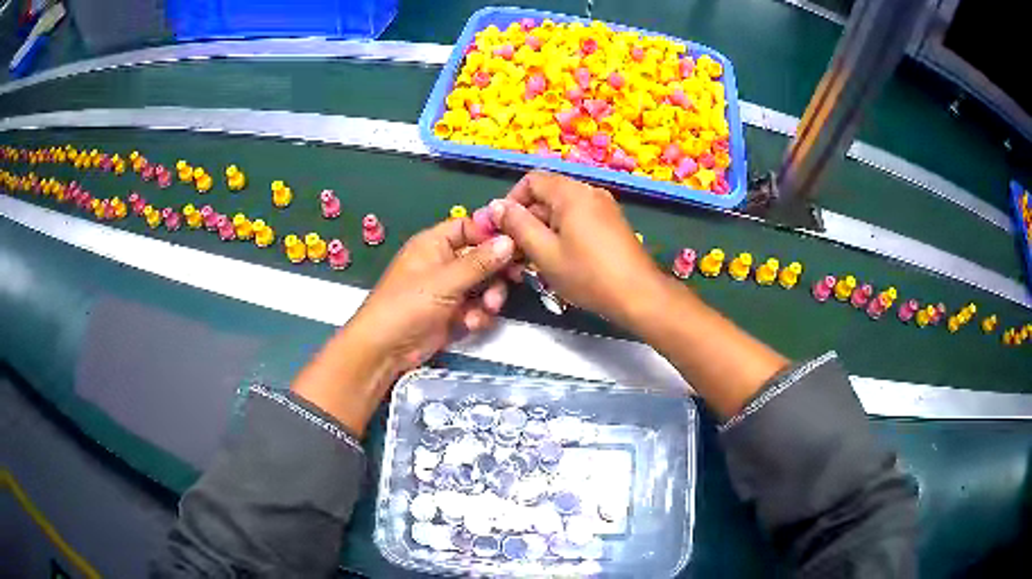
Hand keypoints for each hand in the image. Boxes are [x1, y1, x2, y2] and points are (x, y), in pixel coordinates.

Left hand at [292, 218, 514, 434]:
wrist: (385, 349)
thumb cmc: (407, 305)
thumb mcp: (445, 281)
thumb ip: (479, 262)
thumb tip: (509, 240)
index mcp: (434, 244)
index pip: (469, 227)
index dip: (491, 234)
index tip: (516, 243)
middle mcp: (444, 262)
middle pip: (483, 257)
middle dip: (496, 272)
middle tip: (513, 279)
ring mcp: (449, 289)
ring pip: (484, 285)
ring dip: (489, 297)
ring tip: (486, 309)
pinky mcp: (453, 313)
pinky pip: (477, 307)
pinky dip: (477, 315)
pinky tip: (470, 324)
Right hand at [490, 171, 663, 325]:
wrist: (639, 295)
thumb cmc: (588, 275)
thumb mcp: (545, 253)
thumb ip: (518, 226)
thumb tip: (496, 206)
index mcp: (571, 193)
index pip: (531, 180)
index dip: (512, 201)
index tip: (504, 229)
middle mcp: (589, 192)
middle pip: (547, 195)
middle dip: (527, 220)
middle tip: (516, 253)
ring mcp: (604, 207)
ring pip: (562, 210)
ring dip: (544, 230)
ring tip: (535, 262)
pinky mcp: (612, 223)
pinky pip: (579, 219)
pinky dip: (563, 234)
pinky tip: (560, 261)